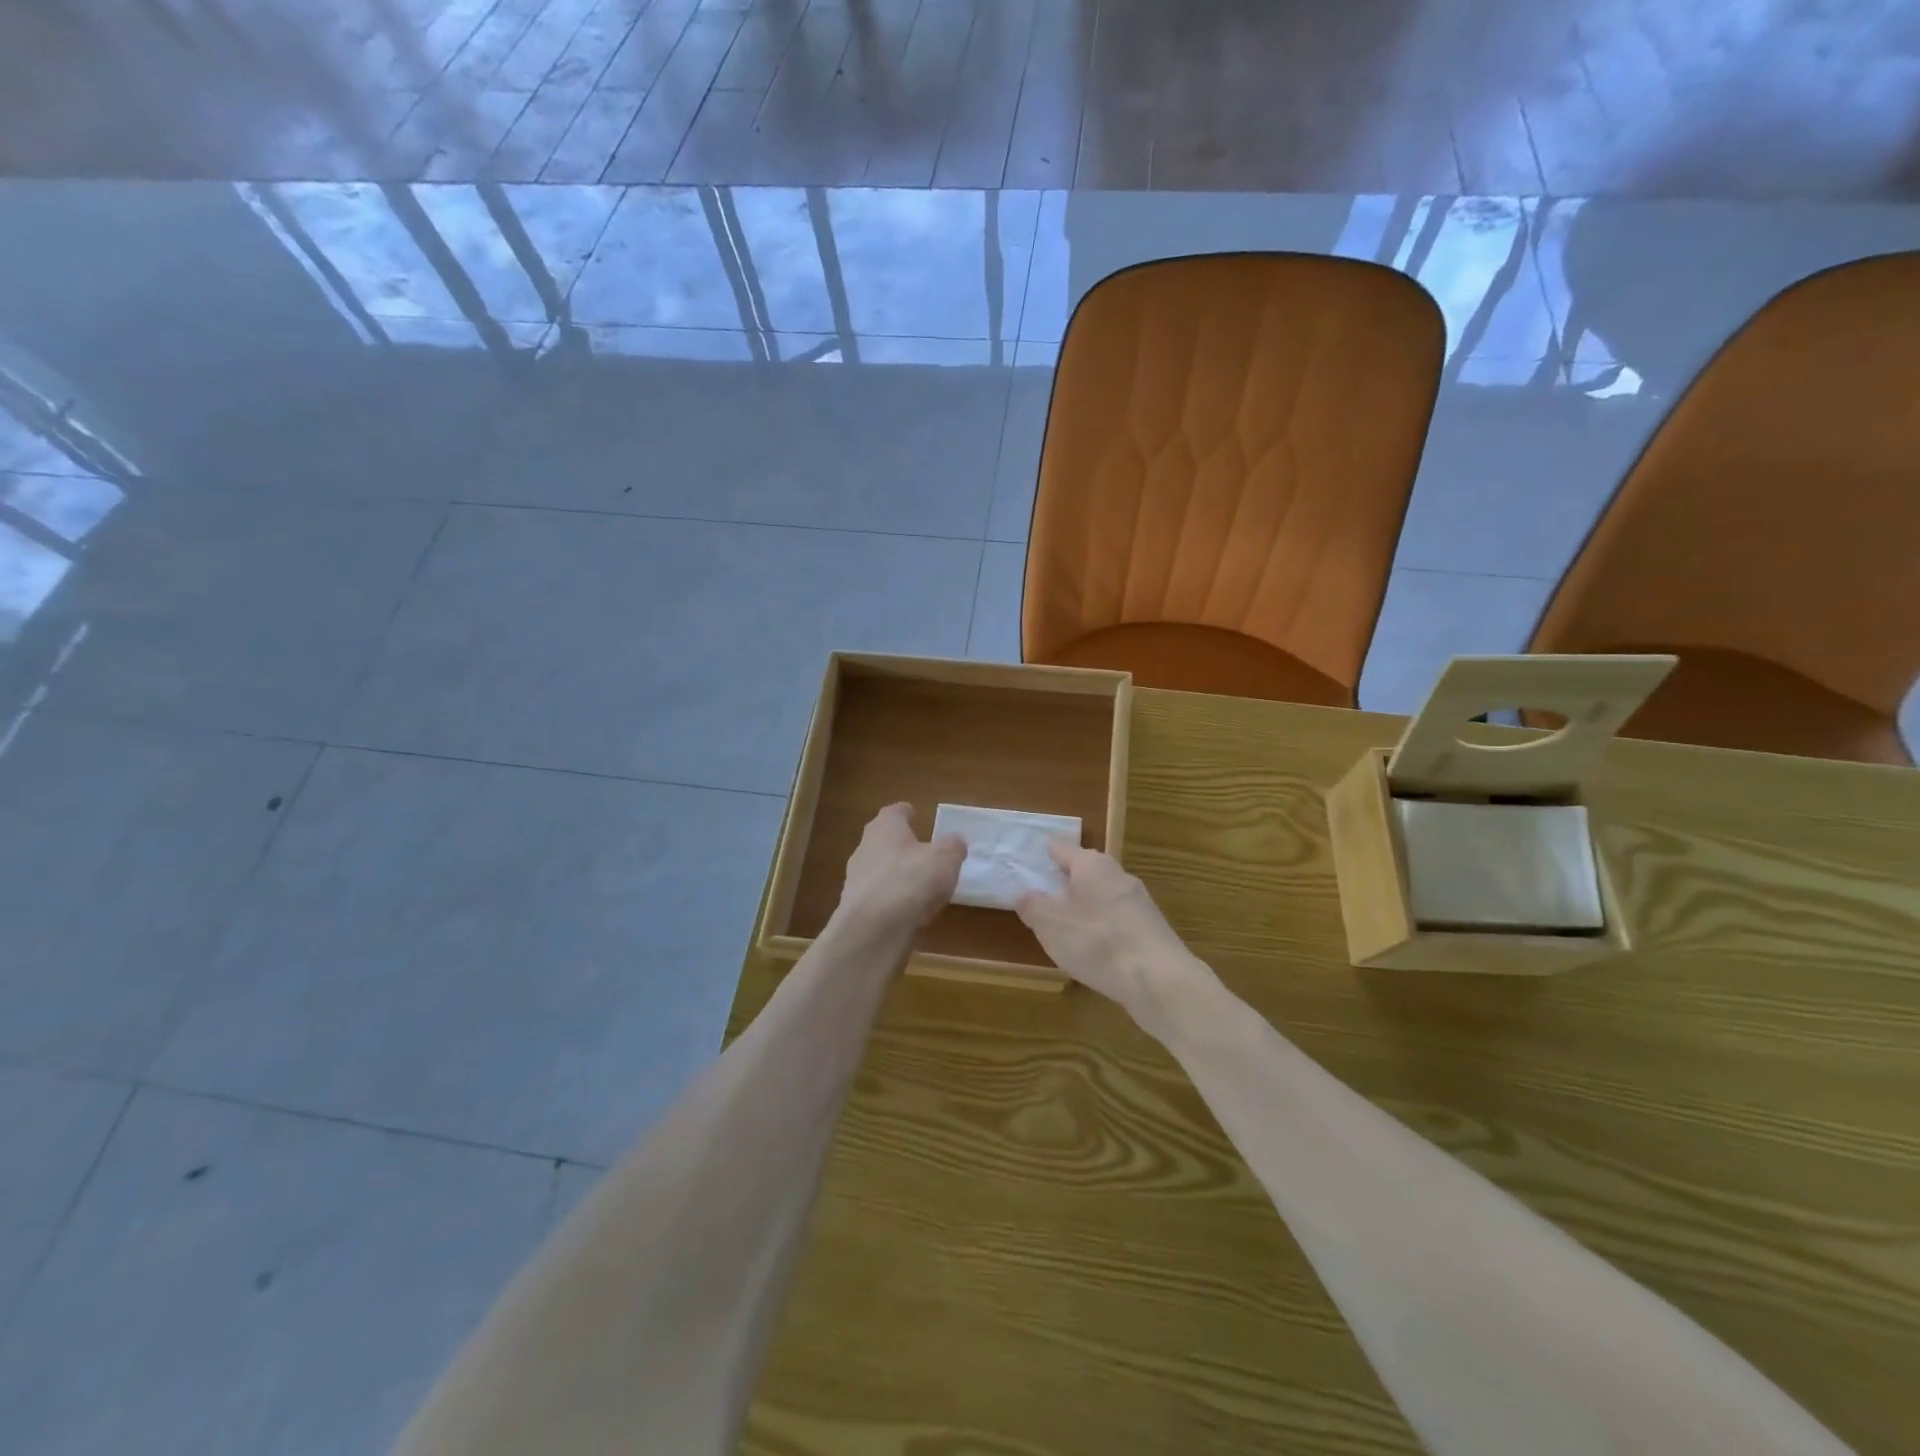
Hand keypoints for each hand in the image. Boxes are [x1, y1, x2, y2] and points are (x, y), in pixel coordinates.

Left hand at [834, 803, 964, 937]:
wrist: (873, 931)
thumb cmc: (911, 881)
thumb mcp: (946, 859)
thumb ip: (953, 847)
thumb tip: (955, 842)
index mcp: (885, 828)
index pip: (894, 812)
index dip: (906, 813)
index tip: (915, 815)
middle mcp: (865, 848)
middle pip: (883, 840)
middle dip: (901, 844)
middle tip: (922, 851)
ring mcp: (856, 879)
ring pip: (879, 869)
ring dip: (896, 874)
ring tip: (919, 885)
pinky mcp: (855, 908)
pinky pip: (878, 897)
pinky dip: (892, 900)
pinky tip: (908, 911)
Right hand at [1017, 845, 1212, 1037]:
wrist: (1160, 981)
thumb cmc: (1098, 943)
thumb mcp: (1051, 924)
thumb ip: (1032, 905)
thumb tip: (1025, 893)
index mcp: (1092, 865)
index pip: (1061, 849)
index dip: (1042, 853)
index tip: (1027, 859)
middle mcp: (1118, 875)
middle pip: (1084, 871)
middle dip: (1063, 880)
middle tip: (1040, 893)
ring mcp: (1139, 902)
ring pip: (1102, 896)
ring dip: (1083, 906)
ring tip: (1062, 924)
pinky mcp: (1150, 930)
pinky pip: (1116, 919)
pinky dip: (1100, 927)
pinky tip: (1091, 949)